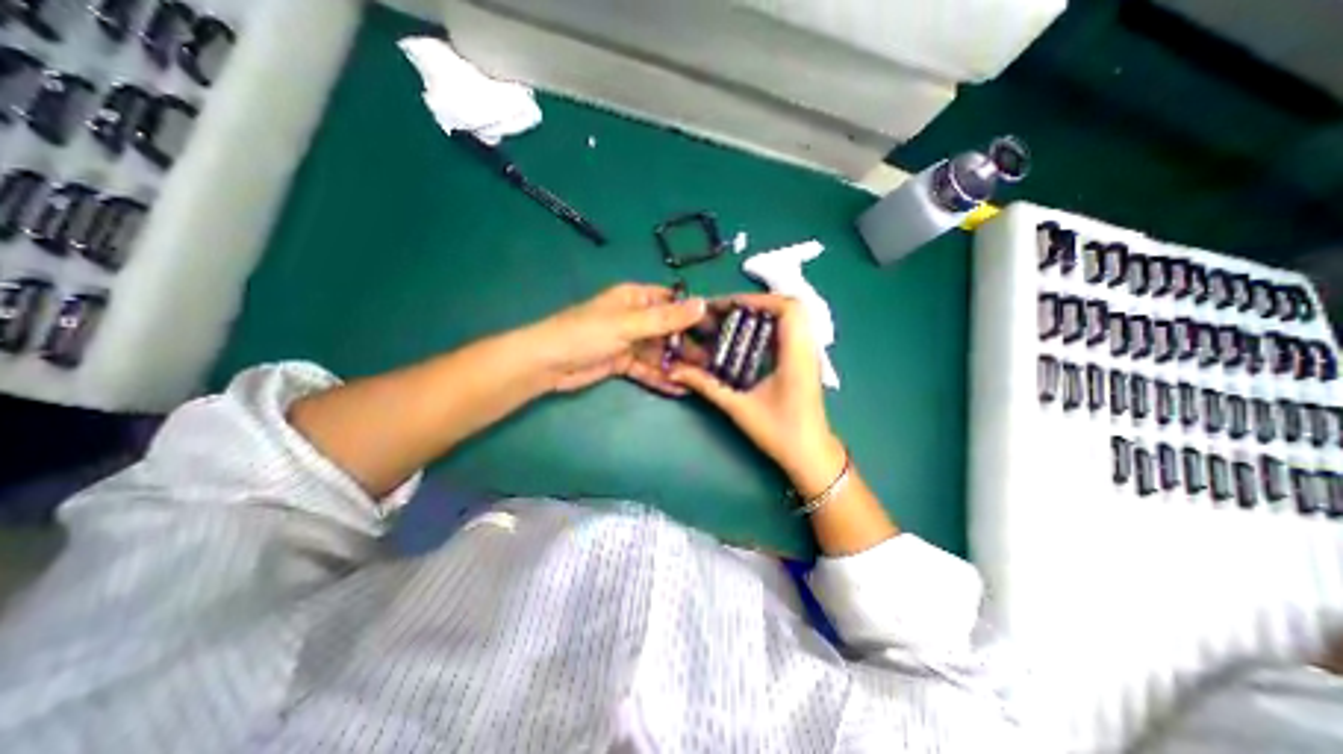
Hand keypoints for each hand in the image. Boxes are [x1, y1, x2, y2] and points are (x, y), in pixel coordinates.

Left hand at [530, 283, 707, 393]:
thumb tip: (702, 304)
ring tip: (703, 377)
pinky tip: (680, 387)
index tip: (720, 327)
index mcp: (636, 298)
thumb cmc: (586, 333)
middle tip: (715, 359)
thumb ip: (665, 318)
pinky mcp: (624, 363)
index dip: (695, 312)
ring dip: (678, 363)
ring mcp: (630, 342)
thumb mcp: (628, 323)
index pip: (673, 301)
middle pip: (669, 329)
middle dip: (689, 344)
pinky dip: (661, 377)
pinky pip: (648, 368)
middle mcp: (636, 318)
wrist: (548, 364)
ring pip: (660, 351)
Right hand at [670, 291, 841, 491]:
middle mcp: (806, 349)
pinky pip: (789, 332)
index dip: (756, 300)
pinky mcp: (804, 362)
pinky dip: (768, 327)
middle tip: (726, 312)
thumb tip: (675, 371)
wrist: (810, 455)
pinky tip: (746, 339)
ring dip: (762, 314)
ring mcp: (808, 355)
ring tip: (732, 321)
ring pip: (791, 318)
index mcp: (796, 355)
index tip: (726, 306)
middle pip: (790, 307)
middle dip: (756, 304)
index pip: (787, 308)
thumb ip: (707, 386)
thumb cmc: (780, 433)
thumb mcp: (739, 408)